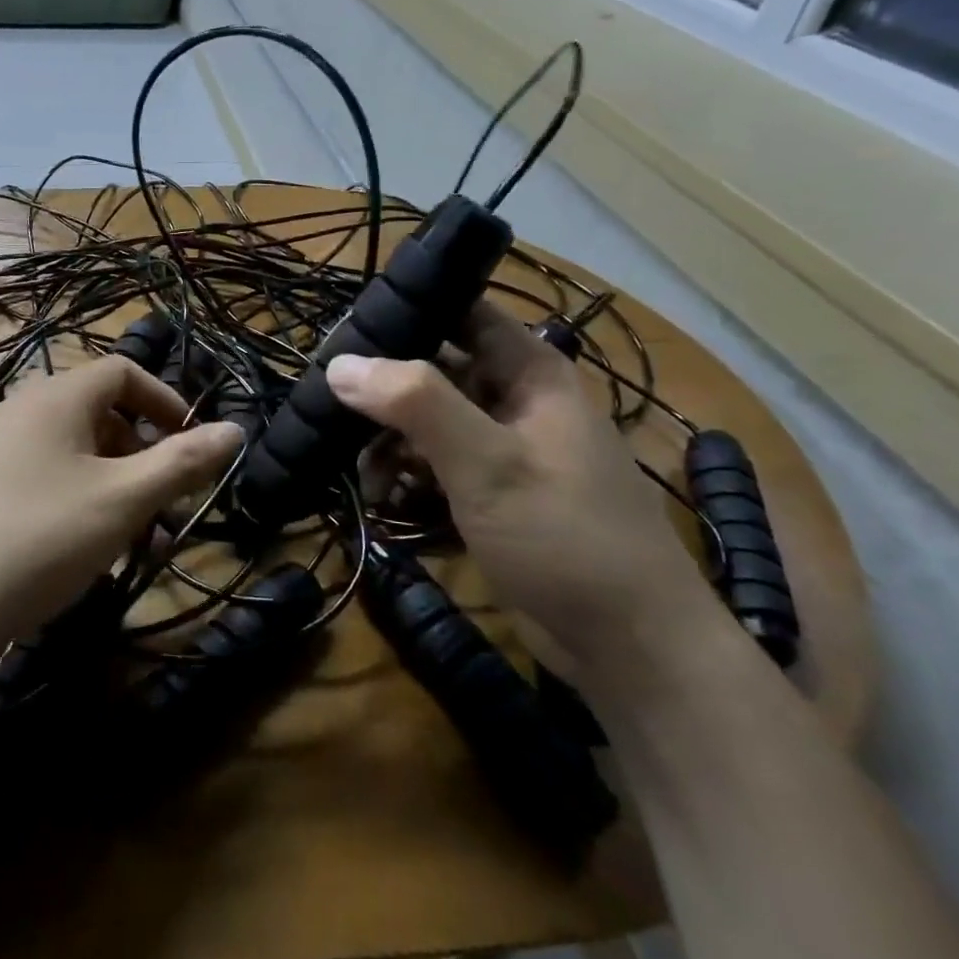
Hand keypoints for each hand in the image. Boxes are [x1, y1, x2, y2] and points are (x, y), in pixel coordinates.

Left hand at [0, 358, 243, 666]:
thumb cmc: (41, 539)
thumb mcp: (123, 500)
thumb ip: (182, 462)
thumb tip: (234, 429)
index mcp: (54, 396)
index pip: (123, 372)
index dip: (166, 402)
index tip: (192, 446)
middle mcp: (19, 409)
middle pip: (99, 413)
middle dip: (142, 454)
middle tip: (164, 504)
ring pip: (72, 452)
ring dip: (113, 486)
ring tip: (133, 541)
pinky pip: (42, 477)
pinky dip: (76, 500)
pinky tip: (84, 552)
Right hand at [326, 301, 718, 677]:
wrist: (629, 647)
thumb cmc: (565, 536)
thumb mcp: (487, 463)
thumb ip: (415, 404)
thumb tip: (339, 364)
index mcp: (527, 372)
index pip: (458, 312)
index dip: (404, 312)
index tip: (342, 332)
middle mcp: (514, 400)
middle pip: (431, 371)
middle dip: (381, 392)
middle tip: (328, 411)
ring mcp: (502, 449)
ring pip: (426, 423)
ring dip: (388, 445)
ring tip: (364, 479)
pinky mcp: (492, 494)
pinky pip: (435, 467)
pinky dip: (407, 480)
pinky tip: (385, 504)